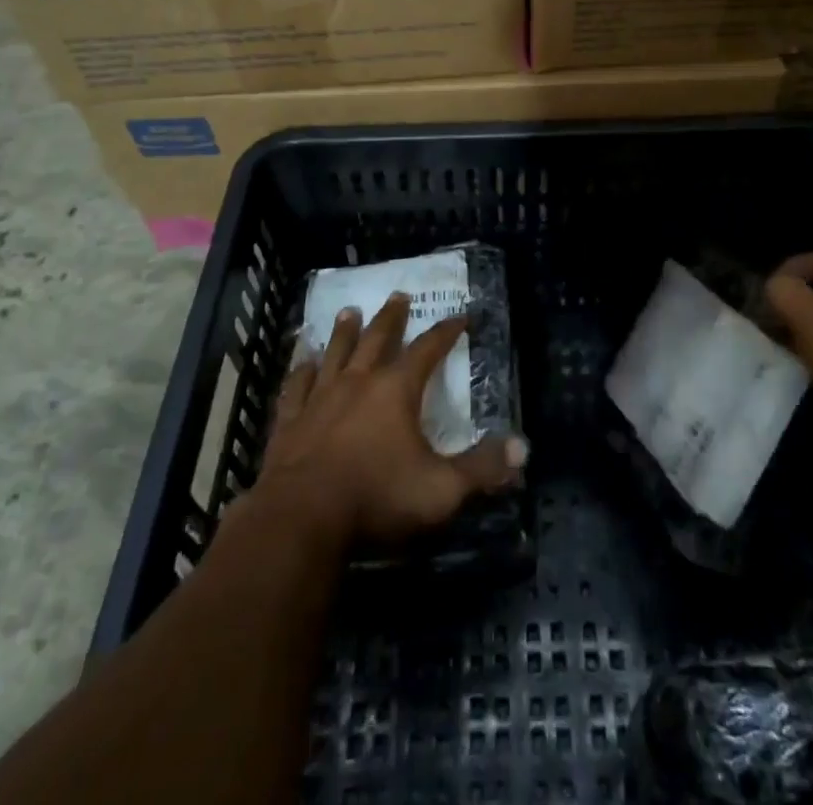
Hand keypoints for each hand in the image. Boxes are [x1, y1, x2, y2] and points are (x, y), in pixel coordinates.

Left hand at [259, 292, 527, 547]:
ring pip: (336, 353)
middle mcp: (358, 382)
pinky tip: (302, 361)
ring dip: (344, 331)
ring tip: (348, 311)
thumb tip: (523, 447)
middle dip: (391, 317)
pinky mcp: (289, 420)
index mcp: (397, 390)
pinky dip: (301, 370)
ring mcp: (320, 398)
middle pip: (378, 339)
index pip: (428, 350)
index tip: (460, 316)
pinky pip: (296, 386)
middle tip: (399, 295)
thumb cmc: (377, 497)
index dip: (446, 332)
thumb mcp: (441, 489)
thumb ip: (482, 468)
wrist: (301, 518)